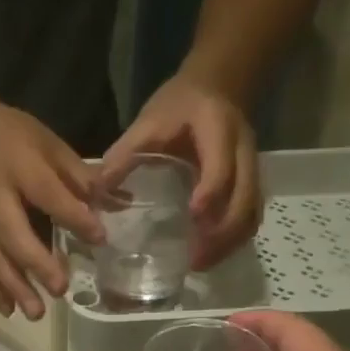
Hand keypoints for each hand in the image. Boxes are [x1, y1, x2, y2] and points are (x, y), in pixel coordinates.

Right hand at [0, 104, 102, 320]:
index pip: (49, 196)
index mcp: (22, 169)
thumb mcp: (51, 145)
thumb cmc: (16, 138)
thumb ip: (81, 177)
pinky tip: (9, 311)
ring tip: (36, 314)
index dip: (74, 217)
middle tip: (61, 289)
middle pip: (14, 236)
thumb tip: (119, 203)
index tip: (99, 238)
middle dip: (37, 265)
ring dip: (15, 287)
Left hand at [102, 74, 260, 269]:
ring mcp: (251, 168)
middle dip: (223, 233)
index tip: (194, 216)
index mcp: (218, 129)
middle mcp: (243, 150)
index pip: (222, 164)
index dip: (211, 191)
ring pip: (252, 212)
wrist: (216, 86)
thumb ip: (125, 153)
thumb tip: (97, 191)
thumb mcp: (148, 121)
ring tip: (201, 264)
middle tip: (195, 260)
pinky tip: (211, 254)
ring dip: (230, 242)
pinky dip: (234, 239)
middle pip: (245, 197)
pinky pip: (250, 216)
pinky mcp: (251, 183)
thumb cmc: (179, 105)